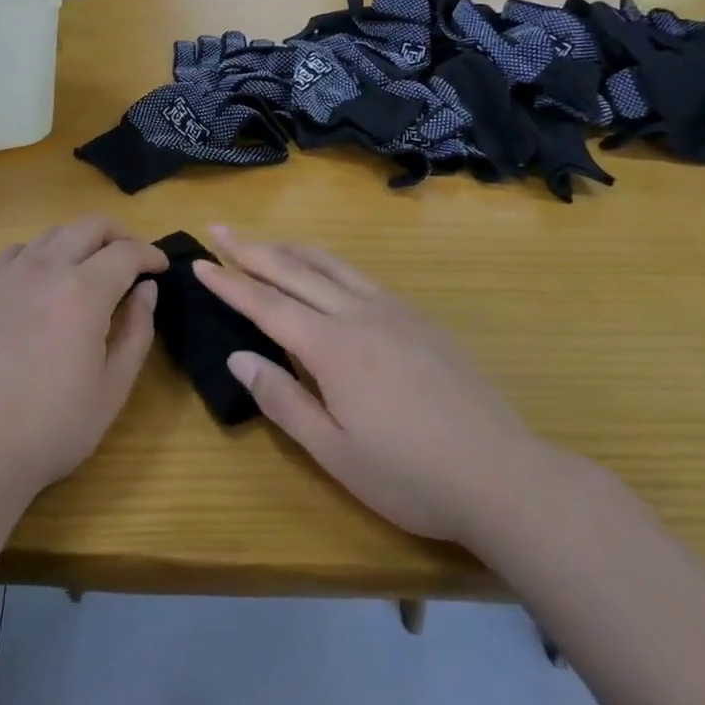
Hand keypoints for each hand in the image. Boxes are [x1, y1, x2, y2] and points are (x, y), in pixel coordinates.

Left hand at [0, 218, 165, 503]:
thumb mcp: (113, 387)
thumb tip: (147, 290)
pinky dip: (42, 253)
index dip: (150, 255)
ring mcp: (8, 275)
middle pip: (89, 226)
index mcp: (83, 292)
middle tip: (133, 260)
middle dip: (119, 235)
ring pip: (52, 234)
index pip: (126, 253)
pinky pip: (18, 252)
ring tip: (92, 268)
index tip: (161, 267)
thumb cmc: (53, 426)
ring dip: (80, 240)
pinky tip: (45, 280)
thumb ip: (136, 330)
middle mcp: (45, 269)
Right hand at [195, 226, 546, 545]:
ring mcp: (394, 312)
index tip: (199, 261)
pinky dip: (329, 263)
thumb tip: (239, 358)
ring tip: (264, 240)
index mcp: (331, 346)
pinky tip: (326, 272)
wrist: (506, 476)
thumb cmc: (411, 475)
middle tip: (220, 228)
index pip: (266, 304)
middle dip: (252, 249)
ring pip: (331, 265)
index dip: (229, 282)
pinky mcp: (420, 319)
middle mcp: (357, 315)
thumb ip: (283, 400)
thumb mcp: (335, 452)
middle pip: (294, 270)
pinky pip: (361, 276)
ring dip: (291, 248)